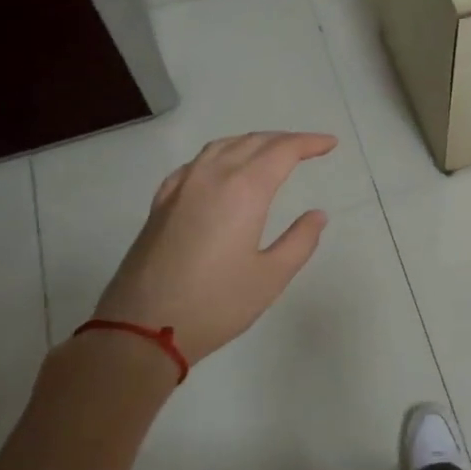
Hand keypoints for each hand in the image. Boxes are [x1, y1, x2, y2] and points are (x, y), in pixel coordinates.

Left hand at [90, 132, 336, 362]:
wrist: (141, 329)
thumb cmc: (215, 304)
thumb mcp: (270, 277)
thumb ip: (299, 241)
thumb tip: (317, 215)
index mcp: (244, 190)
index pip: (282, 151)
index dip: (309, 143)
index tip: (330, 143)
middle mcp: (211, 177)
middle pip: (252, 142)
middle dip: (284, 140)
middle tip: (307, 148)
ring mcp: (181, 187)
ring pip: (221, 147)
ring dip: (251, 142)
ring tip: (270, 152)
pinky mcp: (161, 203)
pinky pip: (196, 163)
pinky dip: (219, 155)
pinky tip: (221, 171)